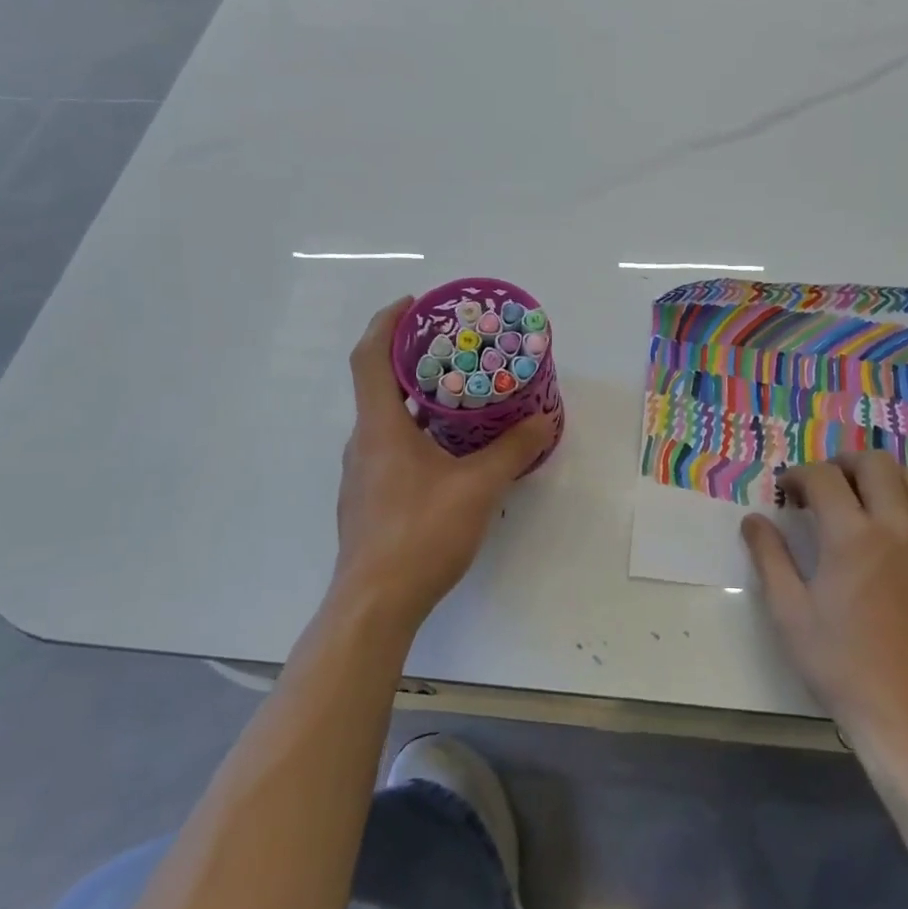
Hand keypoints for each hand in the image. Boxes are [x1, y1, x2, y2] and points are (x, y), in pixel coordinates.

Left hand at [330, 297, 556, 633]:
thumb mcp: (478, 488)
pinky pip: (391, 448)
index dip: (387, 322)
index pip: (370, 357)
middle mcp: (364, 442)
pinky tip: (451, 451)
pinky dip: (417, 432)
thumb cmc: (421, 534)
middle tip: (455, 348)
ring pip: (387, 420)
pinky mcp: (369, 499)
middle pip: (379, 384)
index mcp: (380, 427)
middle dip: (413, 359)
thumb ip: (512, 450)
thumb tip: (545, 421)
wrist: (375, 604)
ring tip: (460, 395)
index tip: (414, 304)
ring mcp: (362, 474)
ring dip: (417, 399)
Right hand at [741, 452, 907, 753]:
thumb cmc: (842, 664)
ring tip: (857, 501)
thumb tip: (753, 519)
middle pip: (873, 462)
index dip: (797, 476)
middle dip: (841, 464)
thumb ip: (769, 557)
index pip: (822, 476)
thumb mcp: (789, 612)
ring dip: (879, 477)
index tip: (785, 494)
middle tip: (821, 489)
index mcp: (851, 536)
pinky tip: (891, 531)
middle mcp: (896, 525)